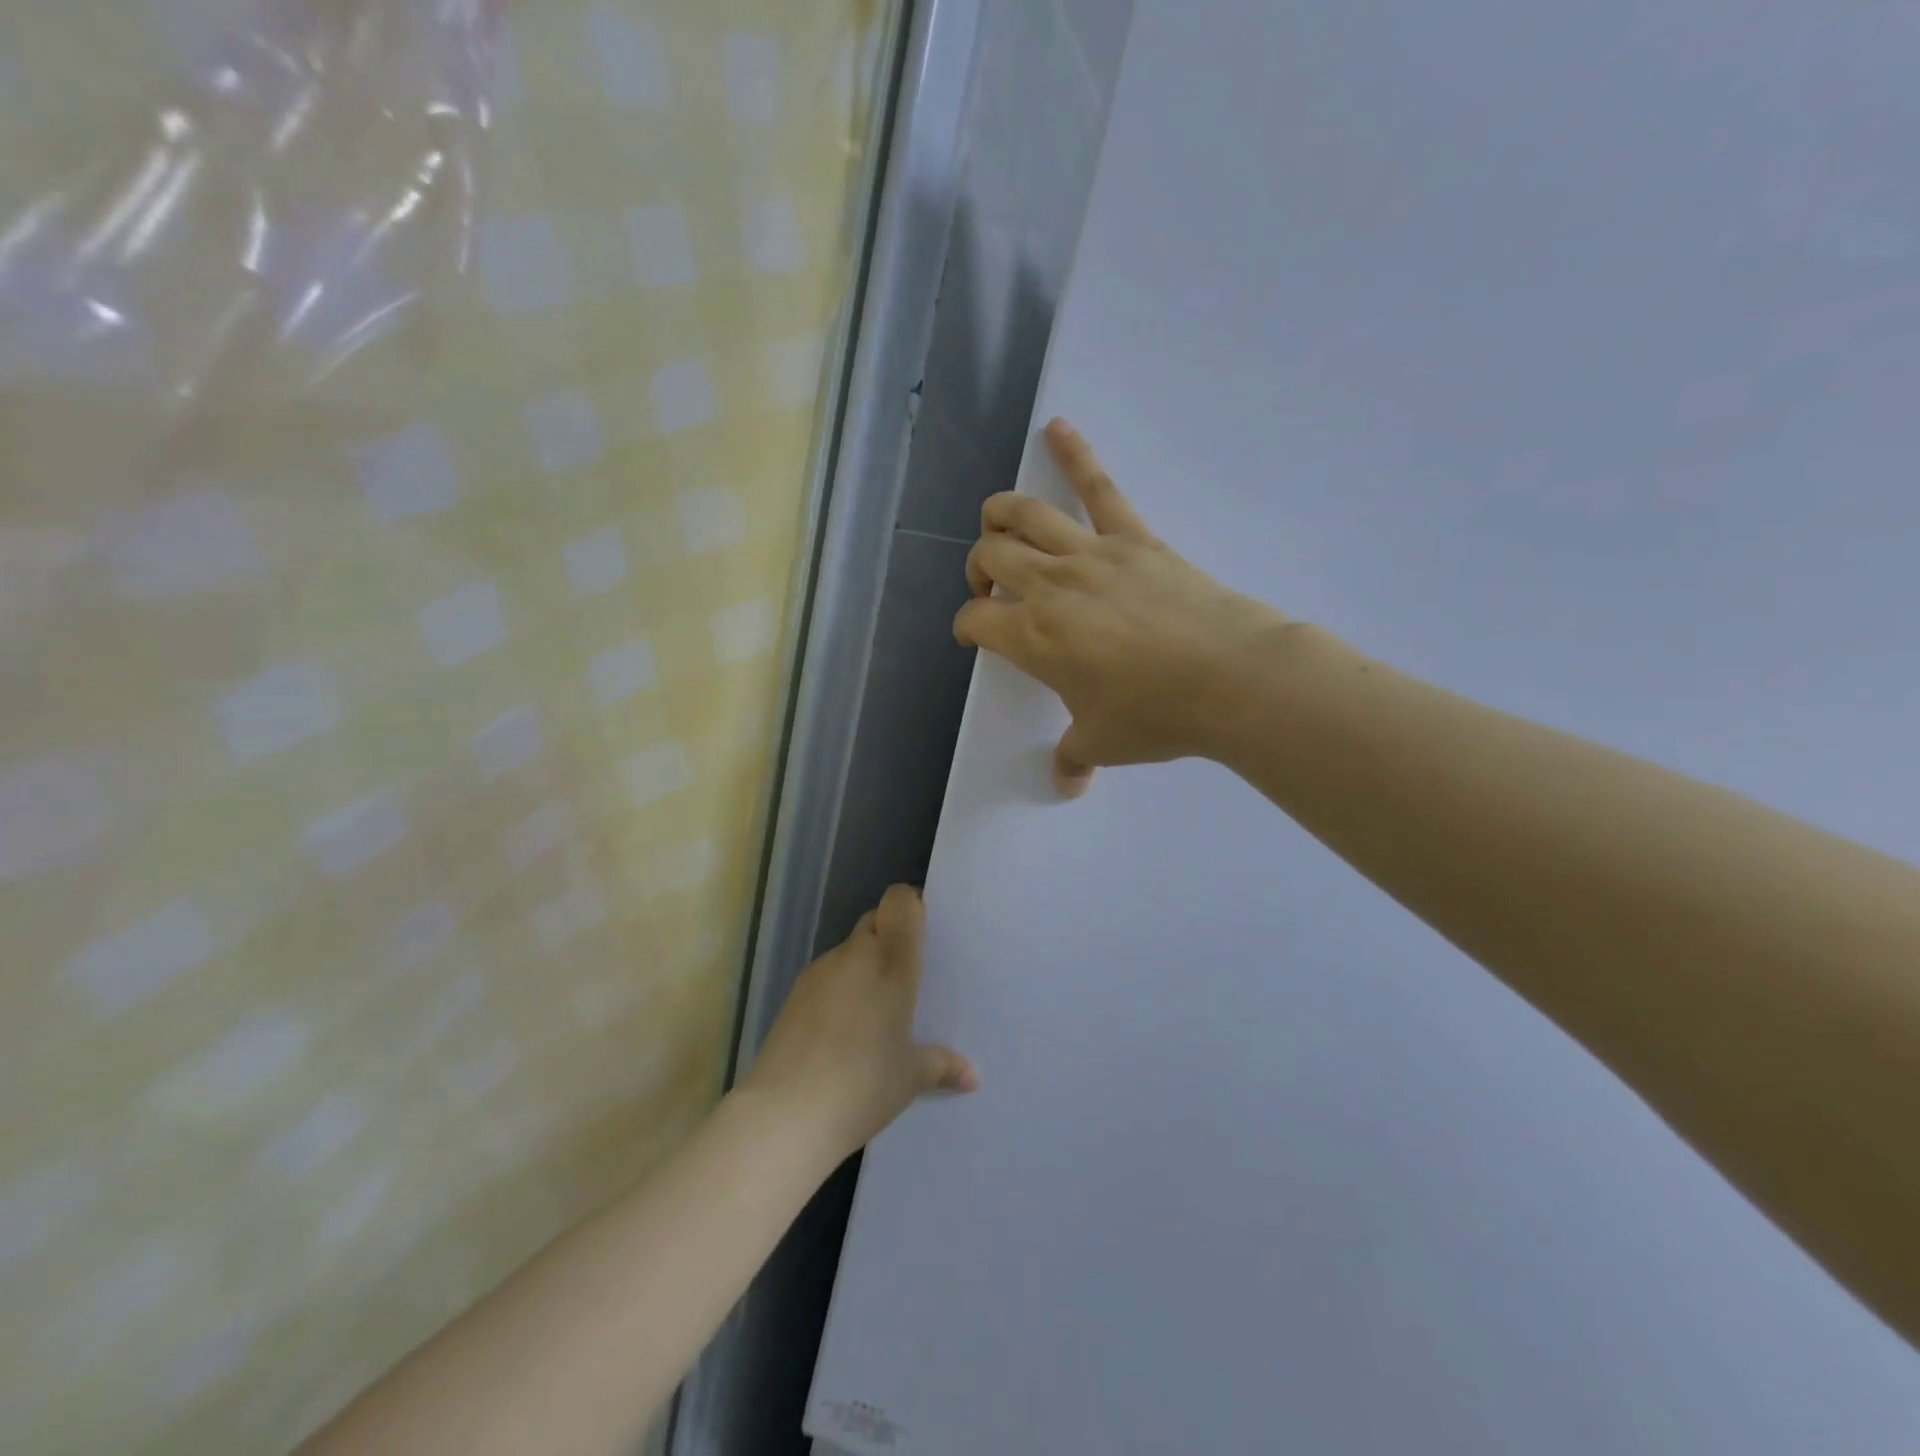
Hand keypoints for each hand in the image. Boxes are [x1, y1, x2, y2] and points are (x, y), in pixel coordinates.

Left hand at [740, 885, 975, 1165]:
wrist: (786, 1113)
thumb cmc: (863, 1084)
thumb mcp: (911, 1077)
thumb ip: (942, 1065)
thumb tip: (972, 1077)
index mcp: (891, 961)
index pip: (900, 901)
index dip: (911, 905)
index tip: (925, 931)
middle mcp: (855, 954)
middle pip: (875, 920)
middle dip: (891, 937)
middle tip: (907, 976)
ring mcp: (820, 971)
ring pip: (850, 949)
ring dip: (864, 965)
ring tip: (876, 1009)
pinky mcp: (795, 993)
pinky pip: (828, 975)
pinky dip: (840, 988)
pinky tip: (844, 1029)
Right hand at [955, 418, 1289, 795]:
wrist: (1232, 678)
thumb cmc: (1157, 714)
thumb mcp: (1104, 742)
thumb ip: (1074, 757)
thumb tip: (1066, 784)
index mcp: (1033, 637)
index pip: (976, 620)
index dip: (967, 627)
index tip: (976, 636)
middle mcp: (1050, 586)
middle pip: (991, 556)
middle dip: (979, 569)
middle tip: (992, 588)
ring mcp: (1092, 555)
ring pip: (1026, 513)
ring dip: (1000, 514)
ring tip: (996, 522)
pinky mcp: (1134, 537)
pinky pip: (1099, 487)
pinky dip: (1075, 453)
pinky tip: (1057, 427)